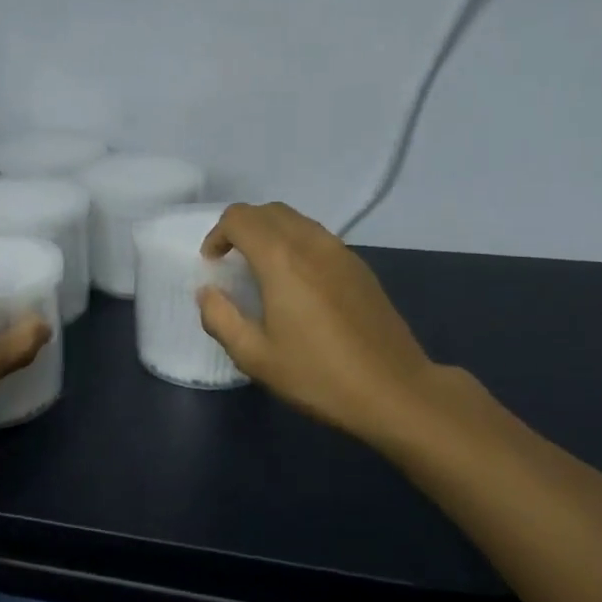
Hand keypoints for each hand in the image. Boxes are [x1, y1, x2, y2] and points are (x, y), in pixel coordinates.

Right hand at [197, 202, 441, 449]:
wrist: (394, 390)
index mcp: (281, 260)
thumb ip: (221, 318)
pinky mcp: (360, 267)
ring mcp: (341, 252)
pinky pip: (318, 237)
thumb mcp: (254, 356)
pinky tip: (295, 283)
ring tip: (260, 270)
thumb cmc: (317, 375)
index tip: (212, 264)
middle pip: (269, 211)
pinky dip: (295, 244)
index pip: (240, 218)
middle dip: (242, 228)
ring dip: (270, 233)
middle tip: (230, 262)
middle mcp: (312, 243)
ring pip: (296, 220)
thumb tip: (208, 293)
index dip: (217, 234)